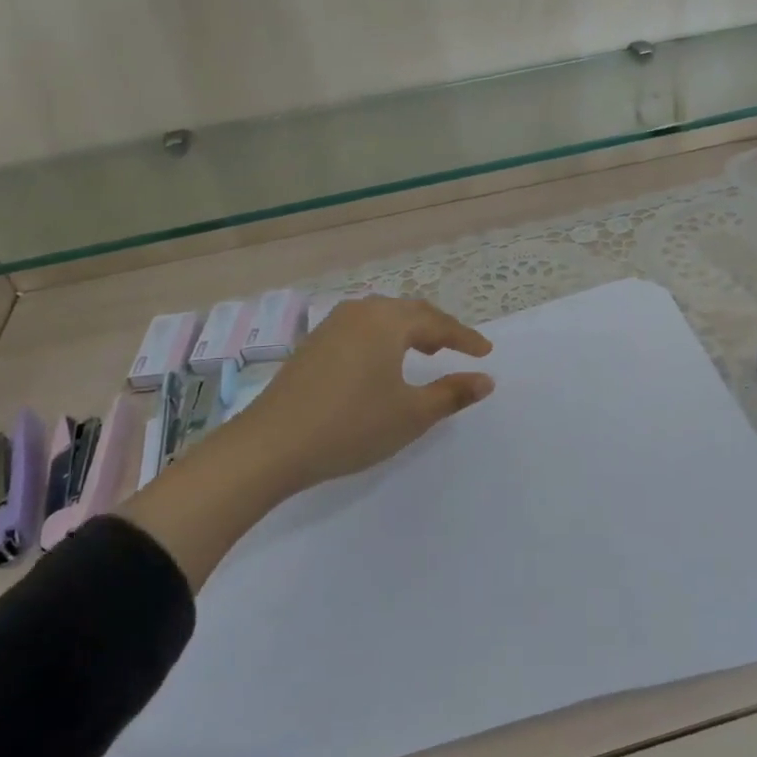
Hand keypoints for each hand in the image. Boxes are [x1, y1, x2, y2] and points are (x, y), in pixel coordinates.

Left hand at [225, 296, 494, 498]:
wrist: (270, 445)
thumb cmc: (351, 426)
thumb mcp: (411, 414)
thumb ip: (452, 394)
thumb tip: (485, 380)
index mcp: (387, 321)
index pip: (437, 322)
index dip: (464, 338)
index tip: (485, 353)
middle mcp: (360, 312)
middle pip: (409, 312)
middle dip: (437, 328)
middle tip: (458, 348)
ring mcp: (332, 325)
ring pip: (383, 318)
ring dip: (409, 331)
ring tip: (425, 352)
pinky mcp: (313, 343)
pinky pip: (362, 328)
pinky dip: (384, 338)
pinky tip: (383, 362)